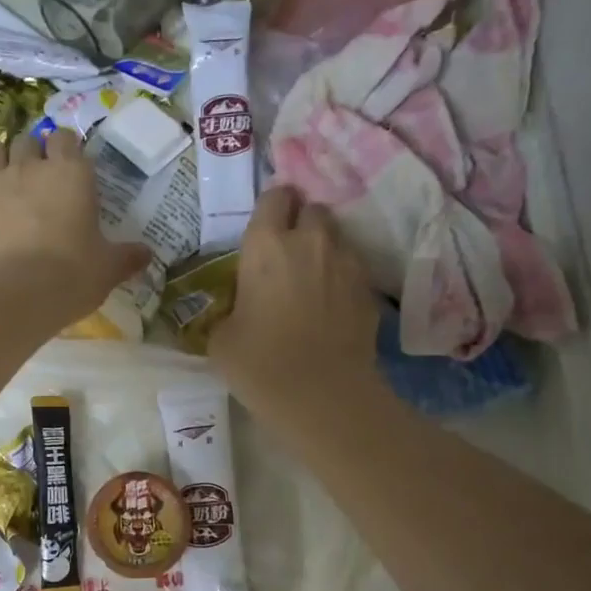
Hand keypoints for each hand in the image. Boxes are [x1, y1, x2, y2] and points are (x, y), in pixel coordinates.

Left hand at [0, 129, 148, 323]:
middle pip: (27, 141)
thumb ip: (127, 257)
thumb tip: (147, 254)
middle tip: (40, 174)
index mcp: (70, 174)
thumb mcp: (108, 268)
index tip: (72, 164)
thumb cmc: (72, 275)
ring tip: (6, 176)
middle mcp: (29, 170)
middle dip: (33, 152)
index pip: (66, 138)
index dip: (67, 148)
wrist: (16, 297)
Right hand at [210, 186, 377, 415]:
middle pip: (312, 208)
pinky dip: (341, 276)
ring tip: (312, 276)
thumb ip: (229, 309)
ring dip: (323, 247)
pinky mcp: (368, 289)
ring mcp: (345, 263)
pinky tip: (330, 303)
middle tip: (288, 250)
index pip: (274, 197)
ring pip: (336, 236)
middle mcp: (309, 241)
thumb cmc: (258, 363)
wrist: (321, 394)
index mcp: (265, 246)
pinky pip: (352, 267)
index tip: (265, 227)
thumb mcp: (221, 338)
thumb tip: (236, 309)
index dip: (271, 207)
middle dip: (301, 221)